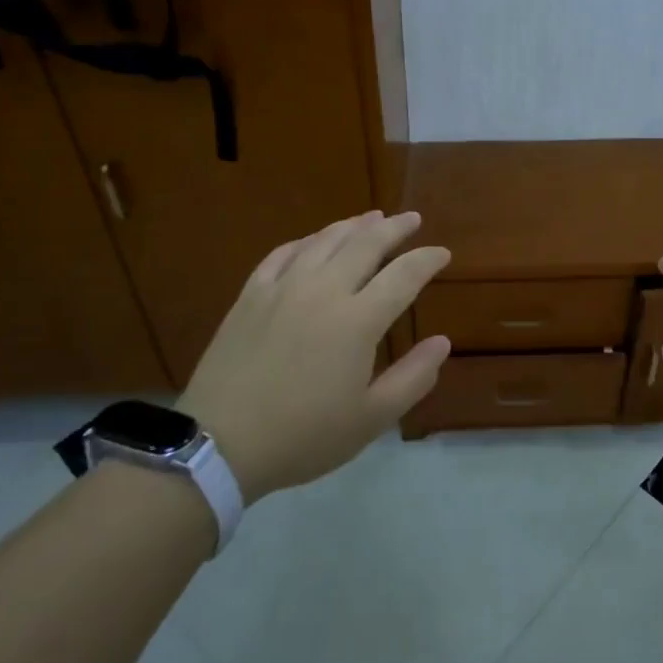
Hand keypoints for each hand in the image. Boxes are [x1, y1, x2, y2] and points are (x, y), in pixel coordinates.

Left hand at [177, 211, 450, 503]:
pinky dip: (306, 241)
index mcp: (358, 321)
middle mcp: (324, 291)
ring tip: (371, 218)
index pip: (403, 275)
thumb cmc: (303, 436)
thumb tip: (442, 341)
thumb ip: (413, 377)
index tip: (443, 253)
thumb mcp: (371, 419)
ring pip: (324, 240)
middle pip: (366, 244)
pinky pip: (282, 254)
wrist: (219, 444)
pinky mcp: (251, 296)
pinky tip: (313, 241)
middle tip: (412, 219)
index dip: (427, 260)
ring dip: (353, 225)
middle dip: (395, 228)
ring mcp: (283, 288)